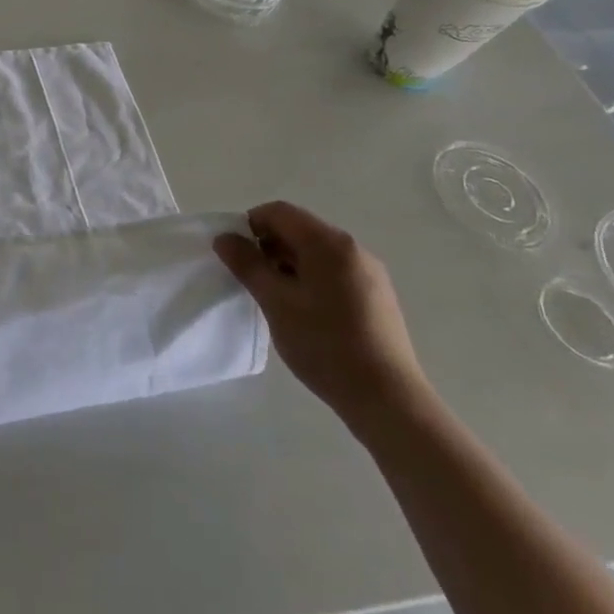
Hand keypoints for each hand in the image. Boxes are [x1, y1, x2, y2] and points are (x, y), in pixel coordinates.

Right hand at [214, 201, 428, 437]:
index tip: (235, 255)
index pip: (279, 212)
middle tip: (251, 279)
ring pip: (316, 253)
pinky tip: (304, 312)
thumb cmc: (325, 344)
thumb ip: (247, 264)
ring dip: (288, 264)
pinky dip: (310, 279)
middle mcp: (353, 249)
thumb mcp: (276, 302)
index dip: (249, 225)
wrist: (388, 401)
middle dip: (268, 246)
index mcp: (329, 243)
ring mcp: (370, 274)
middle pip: (299, 230)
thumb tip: (224, 238)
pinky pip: (334, 272)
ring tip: (275, 299)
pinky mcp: (377, 297)